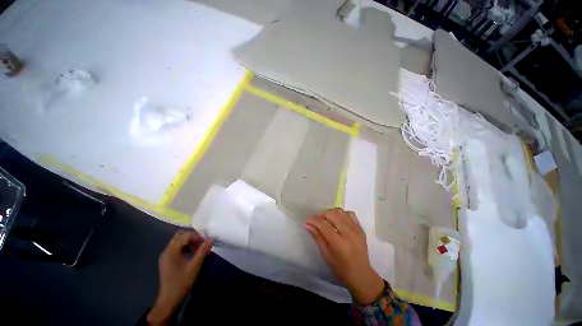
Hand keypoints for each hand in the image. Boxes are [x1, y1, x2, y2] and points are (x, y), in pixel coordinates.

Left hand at [147, 230, 213, 325]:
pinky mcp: (167, 261)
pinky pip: (177, 248)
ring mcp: (166, 256)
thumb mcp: (195, 266)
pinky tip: (192, 254)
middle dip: (193, 237)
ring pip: (178, 242)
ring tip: (199, 249)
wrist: (169, 300)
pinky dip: (185, 248)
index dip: (197, 236)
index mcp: (171, 251)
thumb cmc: (182, 282)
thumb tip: (211, 238)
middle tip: (202, 243)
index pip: (185, 236)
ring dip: (190, 242)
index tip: (206, 242)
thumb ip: (203, 251)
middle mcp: (167, 251)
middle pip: (180, 236)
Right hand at [305, 208, 383, 304]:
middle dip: (321, 214)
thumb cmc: (341, 269)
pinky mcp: (360, 228)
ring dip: (330, 213)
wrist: (361, 275)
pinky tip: (337, 220)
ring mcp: (356, 229)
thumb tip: (307, 224)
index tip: (307, 220)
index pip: (323, 224)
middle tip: (315, 220)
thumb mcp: (326, 254)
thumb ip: (317, 237)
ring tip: (325, 219)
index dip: (313, 220)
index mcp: (338, 243)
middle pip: (332, 214)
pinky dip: (341, 214)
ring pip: (340, 211)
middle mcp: (348, 233)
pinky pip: (349, 214)